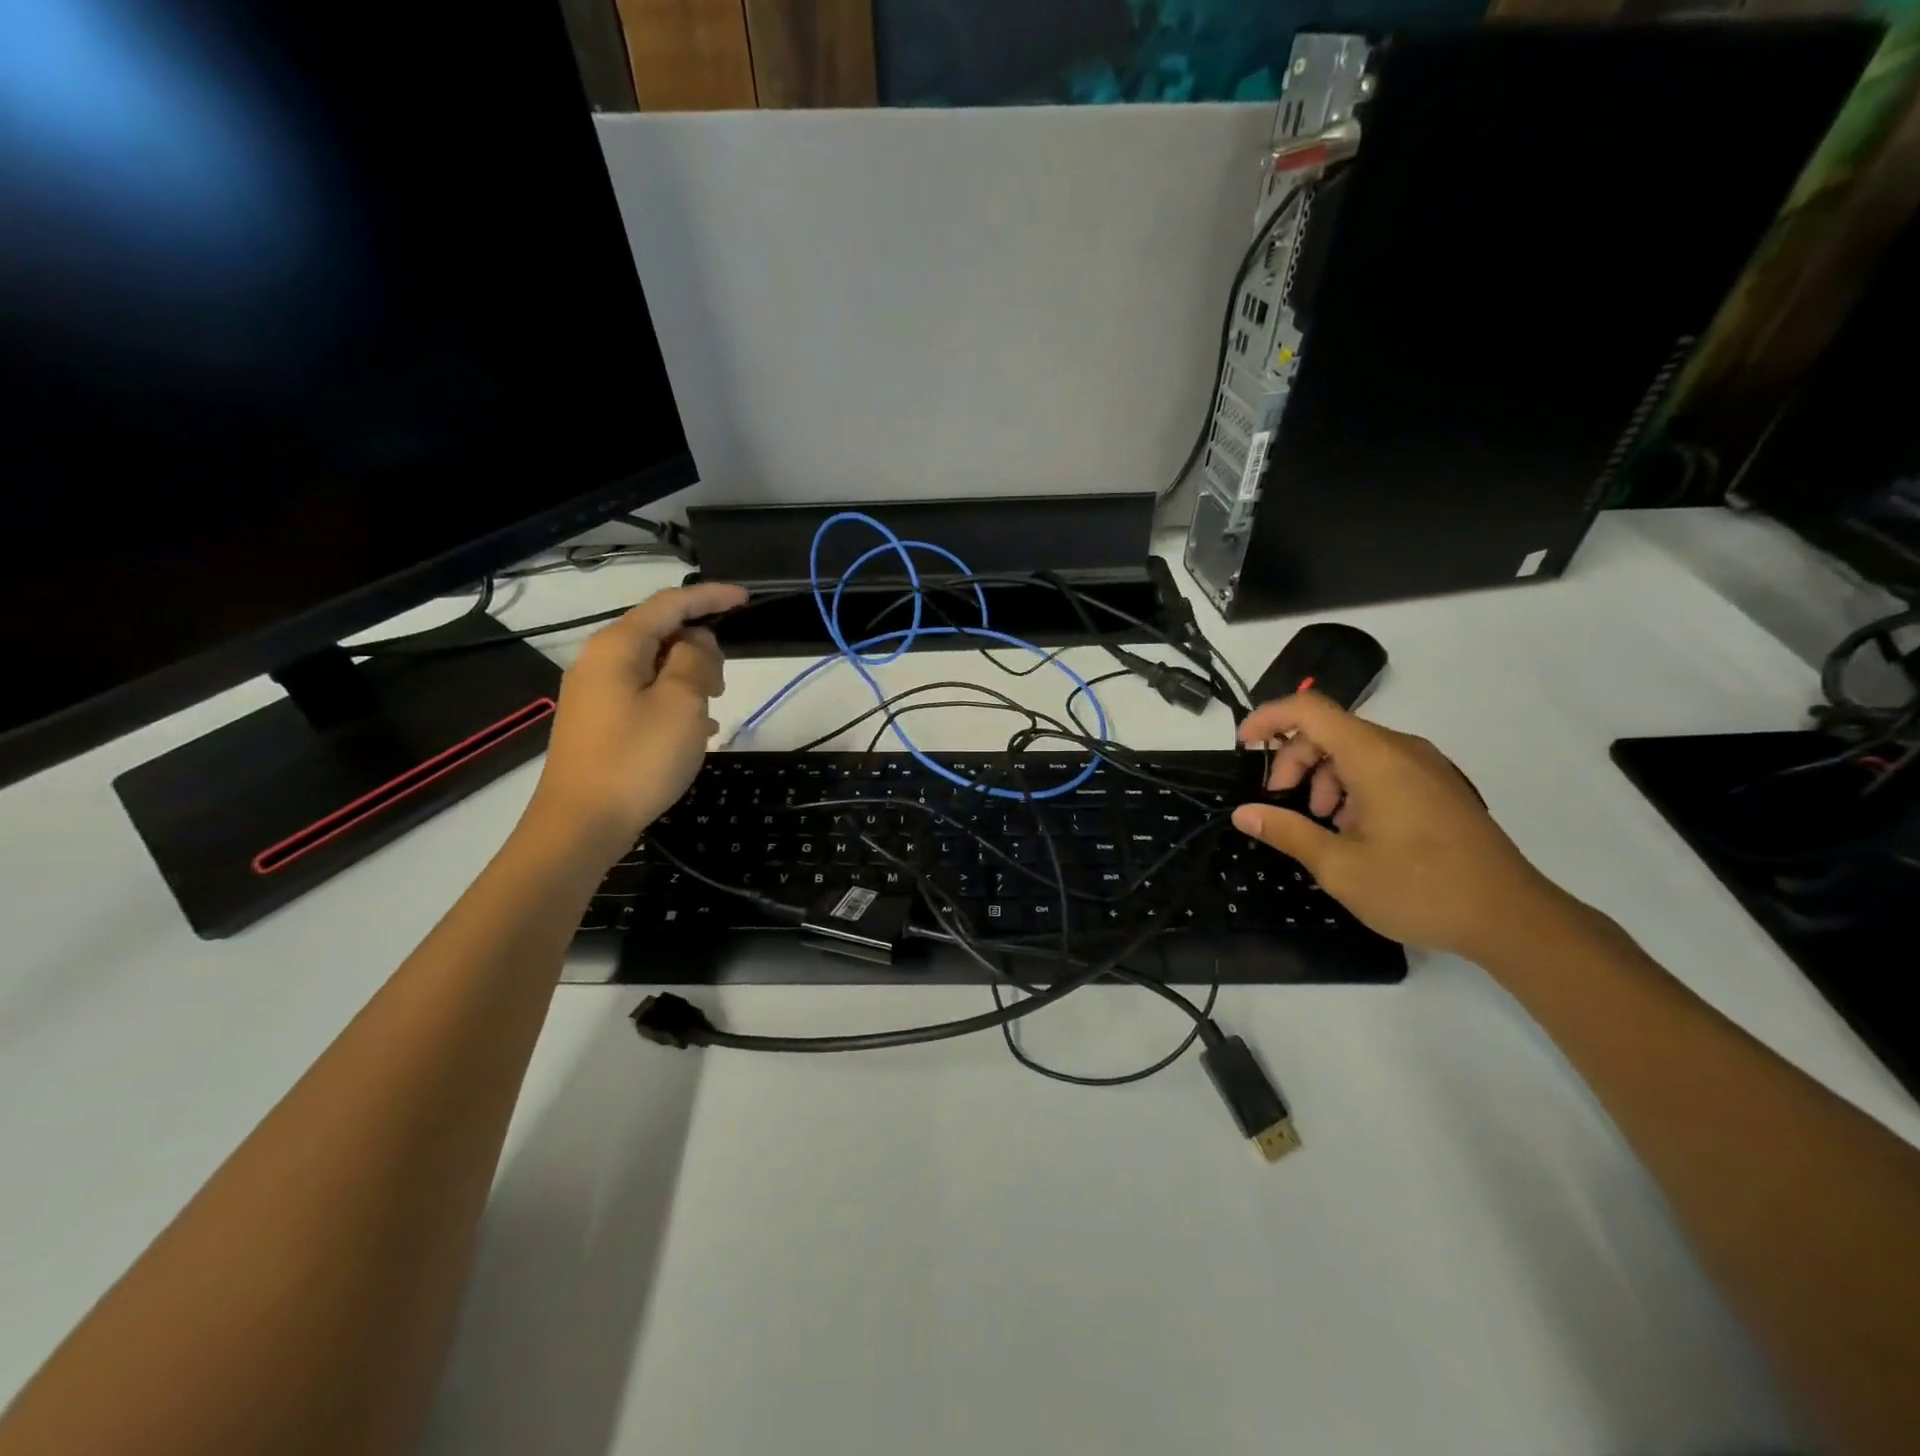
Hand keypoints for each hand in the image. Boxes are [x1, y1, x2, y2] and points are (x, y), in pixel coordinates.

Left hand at [525, 581, 747, 861]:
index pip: (670, 603)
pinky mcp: (598, 722)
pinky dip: (674, 701)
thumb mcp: (682, 703)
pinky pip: (644, 695)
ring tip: (711, 711)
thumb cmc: (637, 759)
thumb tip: (696, 642)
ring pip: (654, 667)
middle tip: (723, 685)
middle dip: (700, 648)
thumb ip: (696, 660)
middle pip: (660, 633)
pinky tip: (695, 730)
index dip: (710, 597)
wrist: (581, 824)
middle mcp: (600, 661)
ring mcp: (595, 693)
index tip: (745, 599)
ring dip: (689, 679)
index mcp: (618, 647)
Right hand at [1231, 692, 1573, 963]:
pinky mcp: (1439, 787)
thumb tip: (1244, 814)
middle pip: (1330, 730)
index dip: (1268, 719)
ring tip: (1321, 823)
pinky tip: (1353, 830)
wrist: (1513, 919)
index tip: (1243, 747)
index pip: (1309, 710)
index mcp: (1375, 757)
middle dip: (1294, 760)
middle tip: (1281, 803)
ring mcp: (1426, 767)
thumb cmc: (1419, 888)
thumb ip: (1287, 832)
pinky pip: (1382, 767)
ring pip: (1355, 750)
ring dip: (1323, 776)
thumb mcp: (1340, 867)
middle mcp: (1402, 749)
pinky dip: (1352, 785)